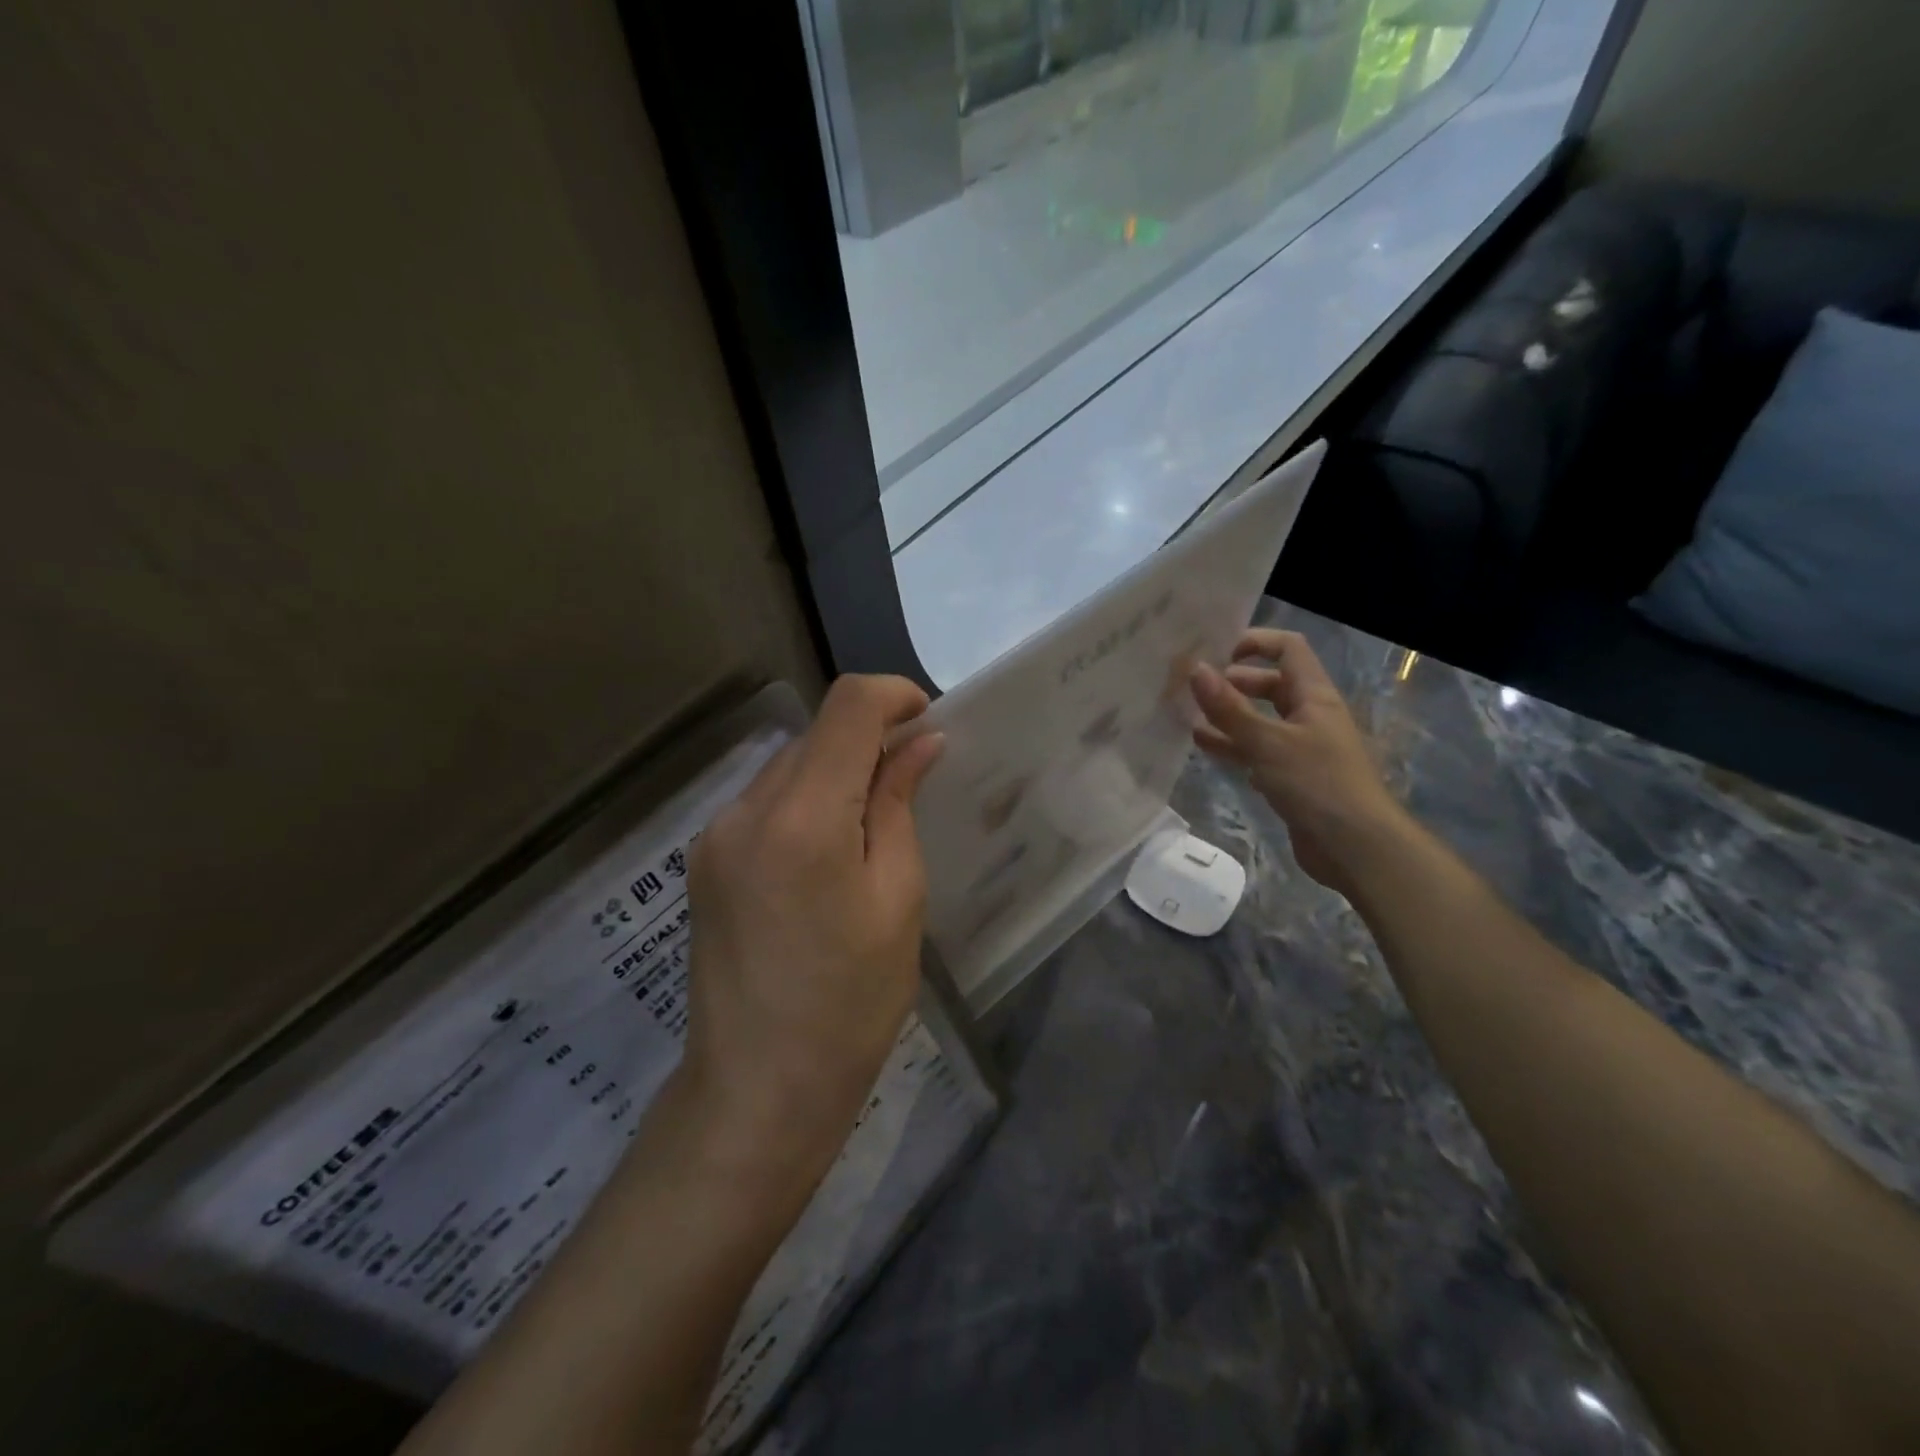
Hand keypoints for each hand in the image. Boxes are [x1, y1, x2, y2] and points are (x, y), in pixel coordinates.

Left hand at [678, 675, 943, 1192]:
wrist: (758, 1090)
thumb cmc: (851, 1002)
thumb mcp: (897, 898)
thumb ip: (899, 804)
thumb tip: (920, 743)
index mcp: (803, 817)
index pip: (846, 707)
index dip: (894, 695)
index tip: (928, 721)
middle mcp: (746, 810)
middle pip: (815, 735)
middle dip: (868, 740)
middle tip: (912, 780)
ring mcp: (715, 835)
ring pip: (788, 766)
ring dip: (834, 772)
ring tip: (870, 824)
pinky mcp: (704, 861)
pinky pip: (764, 803)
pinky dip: (804, 802)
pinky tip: (827, 853)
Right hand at [1190, 629, 1410, 897]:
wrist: (1356, 847)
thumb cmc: (1317, 783)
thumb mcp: (1268, 742)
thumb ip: (1229, 708)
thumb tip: (1195, 669)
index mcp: (1314, 696)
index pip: (1288, 649)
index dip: (1255, 642)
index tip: (1216, 651)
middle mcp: (1309, 715)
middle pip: (1270, 684)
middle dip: (1232, 682)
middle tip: (1193, 687)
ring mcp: (1300, 748)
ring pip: (1259, 720)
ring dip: (1227, 716)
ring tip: (1187, 714)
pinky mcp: (1291, 777)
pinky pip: (1257, 751)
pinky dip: (1232, 746)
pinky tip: (1203, 746)